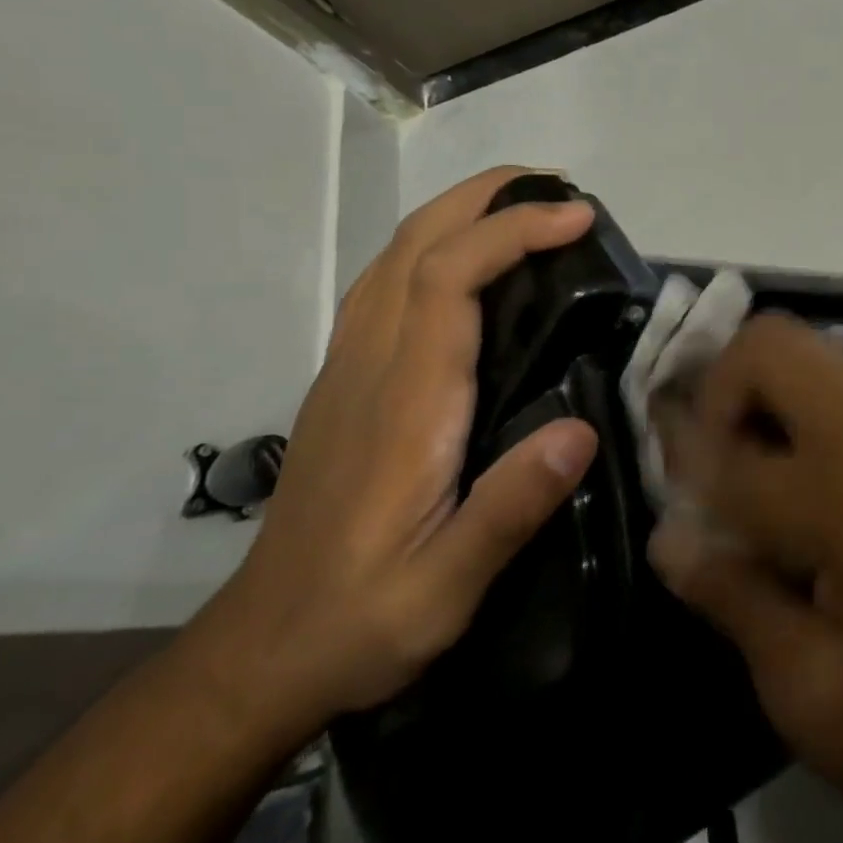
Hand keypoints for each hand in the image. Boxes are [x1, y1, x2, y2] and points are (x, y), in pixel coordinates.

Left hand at [201, 166, 599, 735]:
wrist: (261, 656)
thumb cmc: (361, 619)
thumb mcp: (444, 589)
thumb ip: (510, 509)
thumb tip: (581, 428)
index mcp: (406, 402)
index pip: (448, 278)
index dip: (513, 231)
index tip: (577, 216)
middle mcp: (372, 365)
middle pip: (415, 244)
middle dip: (485, 196)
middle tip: (558, 186)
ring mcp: (351, 369)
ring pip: (395, 257)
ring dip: (459, 212)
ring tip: (525, 209)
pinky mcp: (348, 383)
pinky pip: (387, 285)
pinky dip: (434, 246)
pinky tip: (469, 265)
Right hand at [647, 314, 842, 842]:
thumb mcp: (811, 691)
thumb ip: (733, 594)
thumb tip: (668, 532)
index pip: (734, 448)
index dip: (682, 465)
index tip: (667, 493)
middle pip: (776, 342)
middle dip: (721, 389)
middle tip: (706, 465)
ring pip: (810, 352)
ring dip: (760, 395)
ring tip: (742, 470)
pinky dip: (799, 408)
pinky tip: (792, 477)